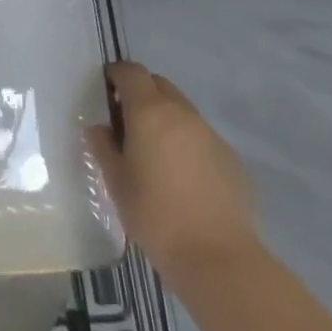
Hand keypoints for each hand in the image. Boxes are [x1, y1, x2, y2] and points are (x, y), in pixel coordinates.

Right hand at [87, 61, 257, 287]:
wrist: (218, 257)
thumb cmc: (155, 216)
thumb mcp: (116, 182)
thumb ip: (104, 147)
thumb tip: (100, 129)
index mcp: (150, 112)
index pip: (132, 72)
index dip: (116, 75)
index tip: (105, 91)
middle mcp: (183, 114)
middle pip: (159, 85)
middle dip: (141, 93)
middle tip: (126, 122)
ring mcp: (211, 135)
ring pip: (182, 110)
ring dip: (165, 118)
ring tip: (154, 153)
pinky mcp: (232, 159)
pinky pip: (201, 136)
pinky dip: (186, 142)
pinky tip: (182, 177)